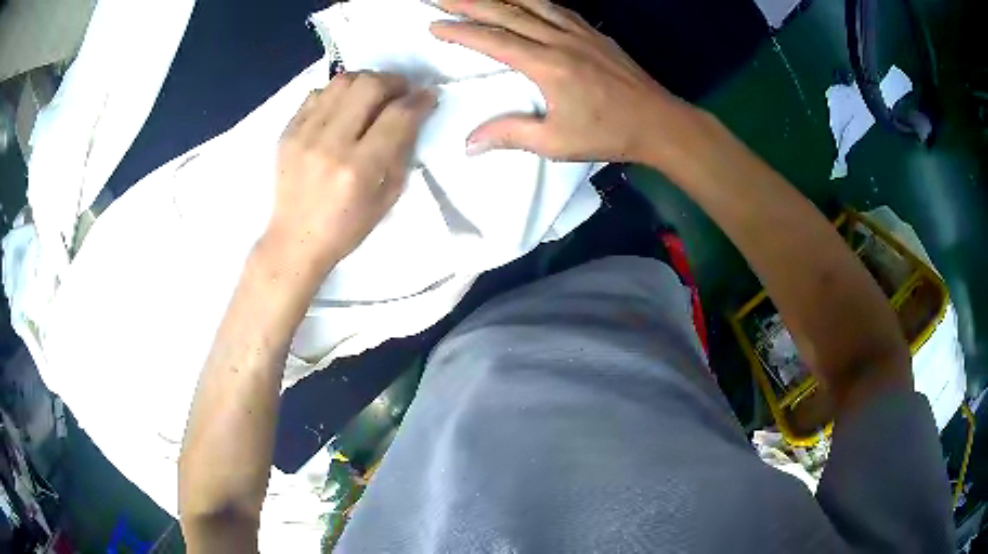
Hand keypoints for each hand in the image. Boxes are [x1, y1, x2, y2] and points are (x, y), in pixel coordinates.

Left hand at [265, 72, 436, 280]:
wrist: (294, 241)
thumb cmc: (346, 228)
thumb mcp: (387, 199)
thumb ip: (402, 152)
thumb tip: (414, 114)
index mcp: (359, 169)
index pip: (397, 115)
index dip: (420, 100)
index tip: (428, 96)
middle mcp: (330, 144)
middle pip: (369, 85)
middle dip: (394, 81)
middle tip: (401, 92)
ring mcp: (304, 134)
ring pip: (342, 81)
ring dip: (366, 81)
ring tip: (373, 94)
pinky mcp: (288, 131)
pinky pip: (318, 92)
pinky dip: (338, 93)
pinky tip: (344, 106)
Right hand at [430, 0, 700, 164]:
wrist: (659, 122)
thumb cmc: (610, 134)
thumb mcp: (557, 142)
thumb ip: (511, 135)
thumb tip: (469, 144)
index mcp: (548, 65)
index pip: (494, 40)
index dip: (461, 31)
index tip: (435, 25)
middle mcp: (560, 39)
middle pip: (508, 12)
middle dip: (470, 2)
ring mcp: (580, 32)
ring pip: (533, 2)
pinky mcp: (594, 33)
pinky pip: (557, 8)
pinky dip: (534, 0)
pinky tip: (525, 0)